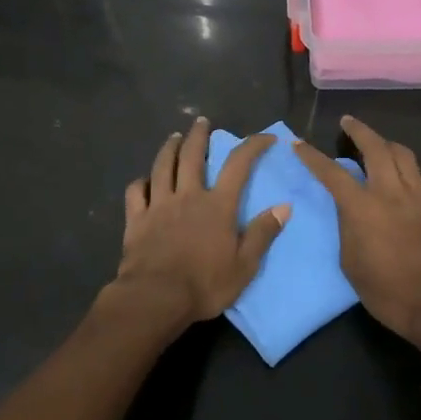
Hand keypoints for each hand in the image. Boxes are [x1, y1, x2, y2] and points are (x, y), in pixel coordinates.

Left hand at [115, 118, 289, 328]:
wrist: (156, 297)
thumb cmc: (205, 284)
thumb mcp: (245, 265)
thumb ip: (263, 233)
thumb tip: (284, 206)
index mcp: (218, 205)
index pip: (238, 165)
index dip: (253, 145)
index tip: (266, 136)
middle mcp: (188, 196)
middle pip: (192, 155)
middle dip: (198, 135)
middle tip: (201, 121)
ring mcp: (159, 205)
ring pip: (162, 166)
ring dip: (169, 148)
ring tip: (173, 137)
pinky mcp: (136, 219)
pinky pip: (136, 191)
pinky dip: (141, 181)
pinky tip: (144, 180)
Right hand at [293, 116, 420, 344]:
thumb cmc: (384, 291)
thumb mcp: (349, 261)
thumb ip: (348, 227)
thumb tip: (351, 209)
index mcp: (362, 207)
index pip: (331, 173)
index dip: (312, 156)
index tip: (298, 143)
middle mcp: (391, 193)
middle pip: (376, 148)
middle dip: (359, 130)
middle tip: (348, 122)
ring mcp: (420, 198)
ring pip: (406, 156)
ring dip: (389, 145)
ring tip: (380, 145)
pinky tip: (416, 174)